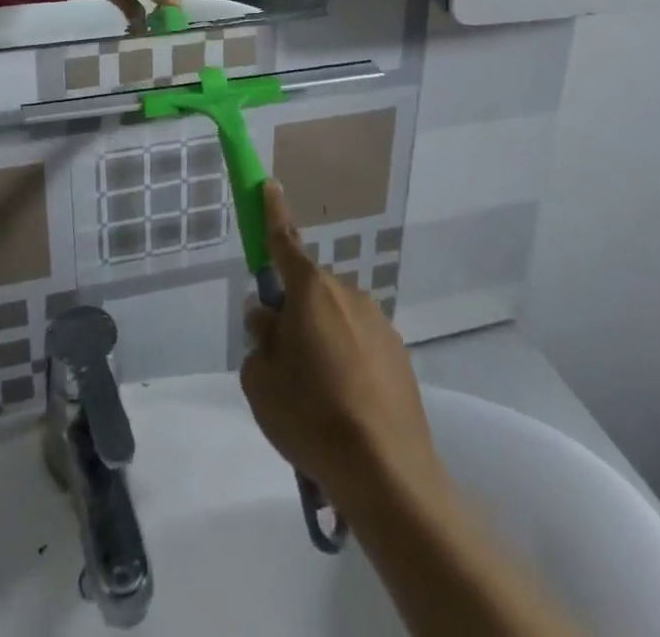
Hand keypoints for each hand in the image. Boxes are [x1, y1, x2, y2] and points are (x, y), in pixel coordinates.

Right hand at [240, 182, 444, 512]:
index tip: (269, 185)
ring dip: (321, 341)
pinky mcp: (399, 355)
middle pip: (308, 291)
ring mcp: (378, 323)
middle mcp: (347, 295)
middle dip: (292, 313)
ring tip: (318, 399)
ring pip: (335, 319)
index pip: (283, 242)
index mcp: (311, 291)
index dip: (272, 213)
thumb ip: (260, 339)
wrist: (387, 474)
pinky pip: (359, 345)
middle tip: (283, 362)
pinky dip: (347, 364)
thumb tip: (271, 321)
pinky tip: (346, 408)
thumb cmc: (312, 417)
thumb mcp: (261, 379)